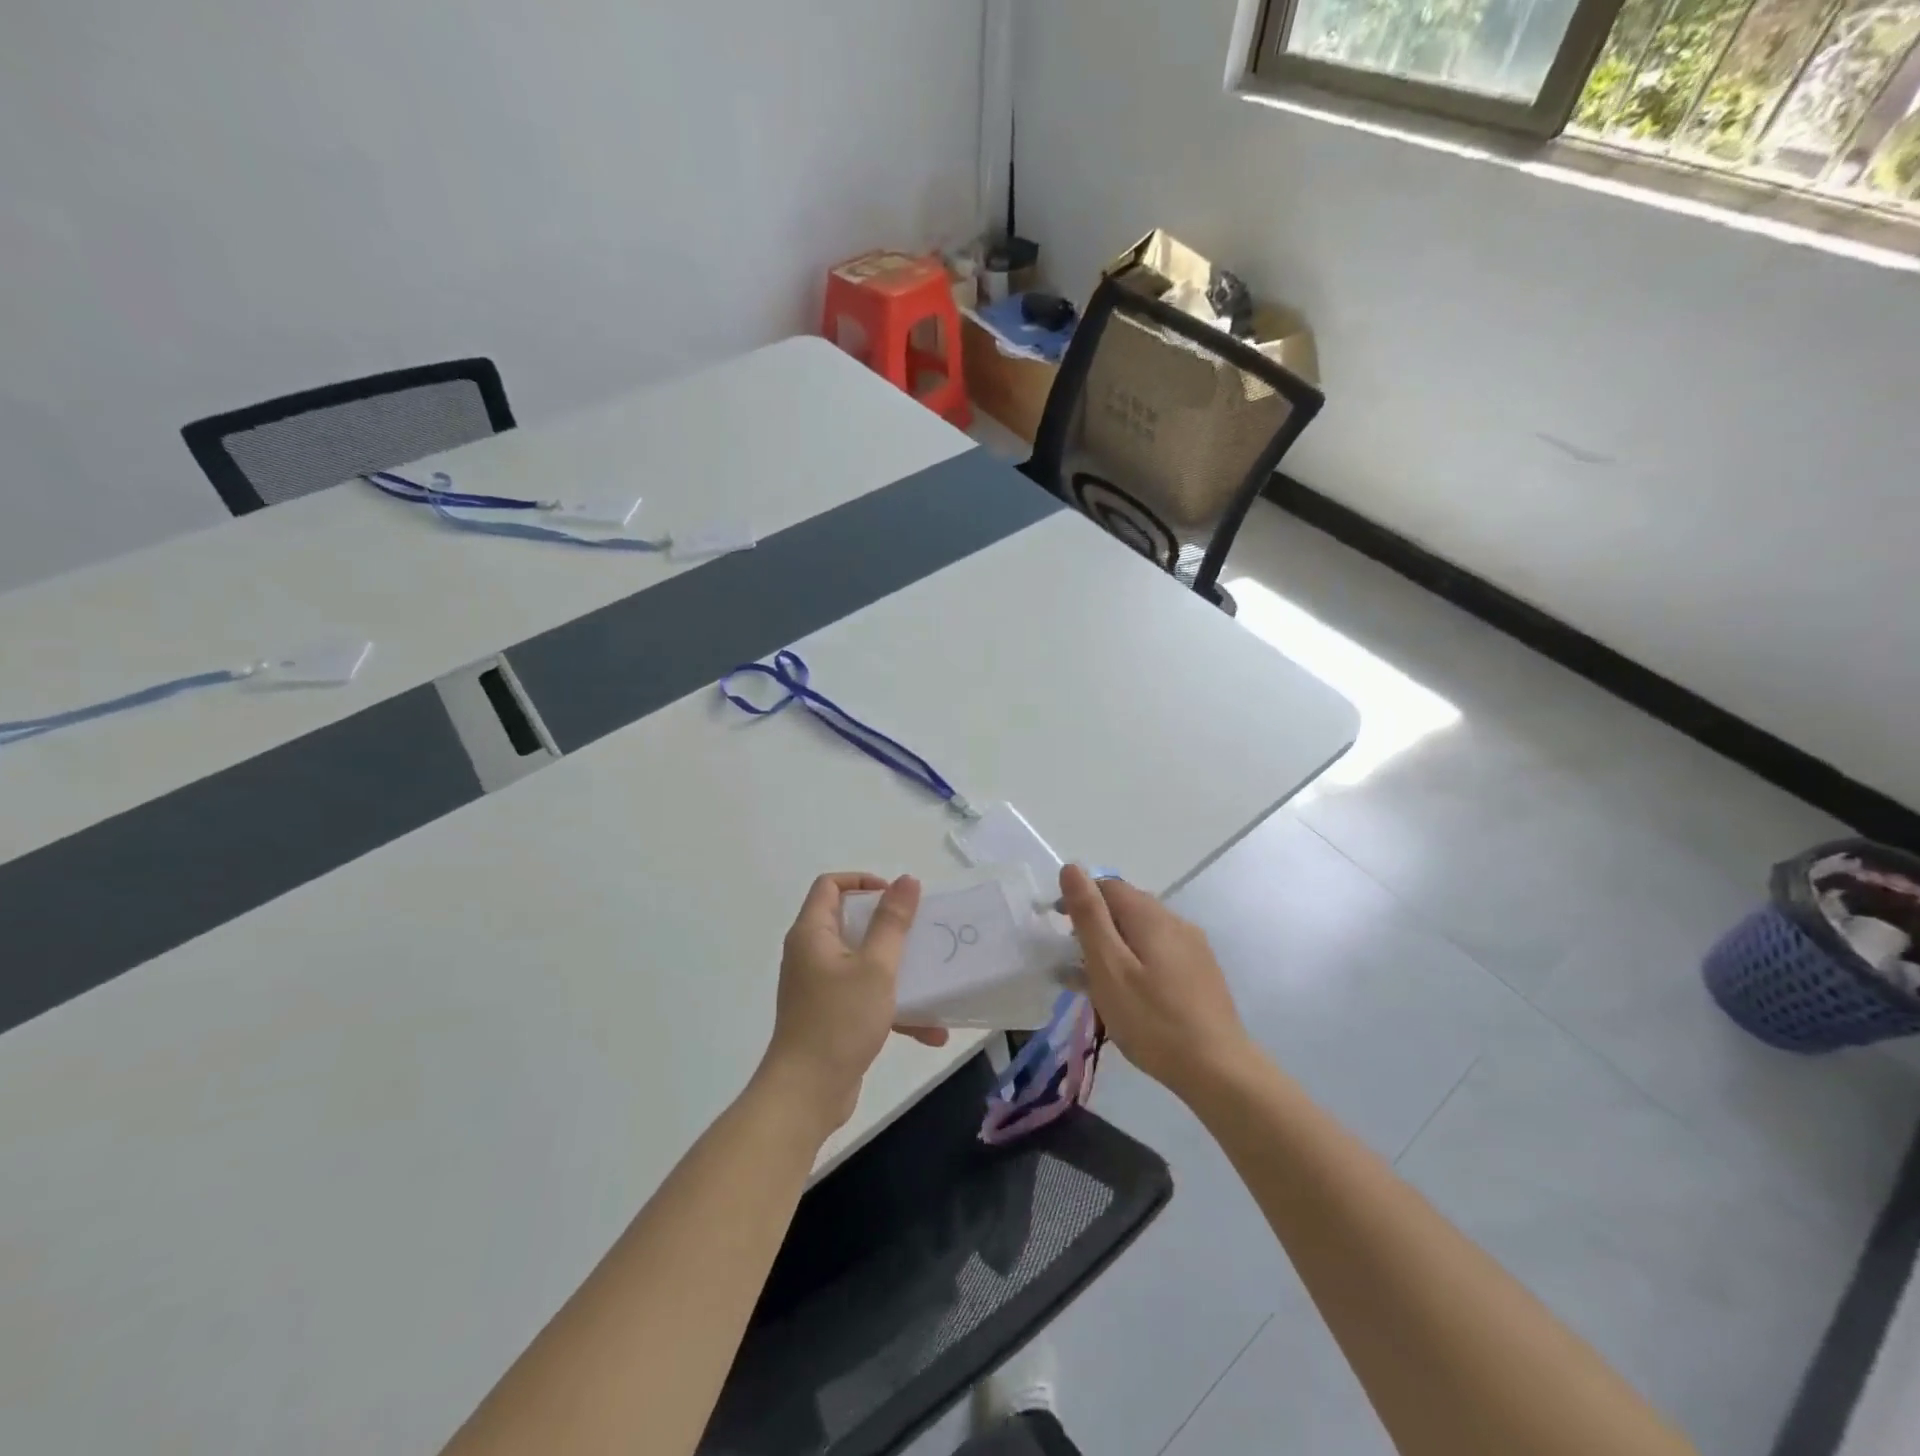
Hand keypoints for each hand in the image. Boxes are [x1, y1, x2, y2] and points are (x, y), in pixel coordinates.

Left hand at [757, 872, 948, 1135]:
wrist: (806, 1094)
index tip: (896, 898)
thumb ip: (892, 922)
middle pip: (849, 922)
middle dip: (889, 927)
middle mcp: (810, 954)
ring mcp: (818, 986)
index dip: (863, 881)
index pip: (830, 885)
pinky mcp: (829, 1015)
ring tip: (933, 980)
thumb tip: (906, 880)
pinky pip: (863, 996)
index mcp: (812, 933)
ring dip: (897, 971)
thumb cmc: (839, 1021)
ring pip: (862, 962)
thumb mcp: (876, 967)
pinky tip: (929, 1031)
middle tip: (919, 933)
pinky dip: (891, 1007)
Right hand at [1058, 864, 1254, 1099]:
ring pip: (1143, 933)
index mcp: (1150, 915)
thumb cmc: (1152, 1019)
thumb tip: (1072, 867)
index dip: (1079, 899)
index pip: (1108, 886)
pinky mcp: (1201, 973)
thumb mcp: (1108, 967)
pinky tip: (1128, 996)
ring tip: (1095, 984)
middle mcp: (1175, 922)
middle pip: (1127, 907)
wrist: (1218, 1070)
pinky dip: (1135, 963)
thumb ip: (1089, 916)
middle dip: (1096, 924)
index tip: (1058, 929)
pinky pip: (1159, 954)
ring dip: (1115, 947)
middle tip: (1073, 960)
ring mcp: (1193, 948)